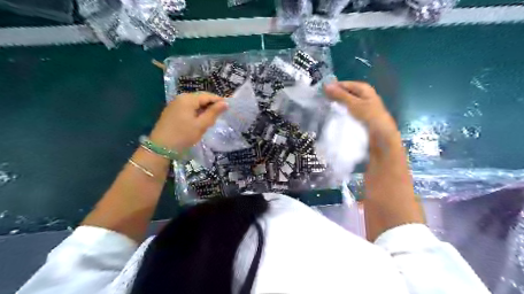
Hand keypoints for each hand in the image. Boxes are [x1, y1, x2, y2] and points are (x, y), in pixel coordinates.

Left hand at [149, 91, 226, 151]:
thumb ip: (213, 113)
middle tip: (221, 114)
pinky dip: (196, 112)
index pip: (207, 95)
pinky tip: (199, 120)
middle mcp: (180, 97)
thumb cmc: (183, 136)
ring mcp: (175, 104)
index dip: (219, 100)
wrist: (160, 148)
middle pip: (200, 98)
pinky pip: (188, 108)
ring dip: (204, 109)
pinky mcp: (172, 111)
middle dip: (211, 105)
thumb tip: (225, 103)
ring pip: (194, 103)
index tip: (229, 107)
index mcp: (188, 99)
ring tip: (212, 118)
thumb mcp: (201, 125)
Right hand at [326, 81, 399, 149]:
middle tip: (322, 101)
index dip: (332, 87)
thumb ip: (339, 95)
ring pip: (346, 101)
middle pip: (345, 92)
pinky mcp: (361, 114)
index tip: (320, 93)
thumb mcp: (353, 104)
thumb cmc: (369, 116)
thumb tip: (325, 85)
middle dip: (334, 96)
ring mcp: (362, 104)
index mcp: (363, 88)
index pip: (344, 84)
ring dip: (338, 104)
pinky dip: (342, 111)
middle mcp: (363, 94)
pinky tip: (335, 115)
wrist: (381, 135)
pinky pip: (348, 109)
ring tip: (326, 108)